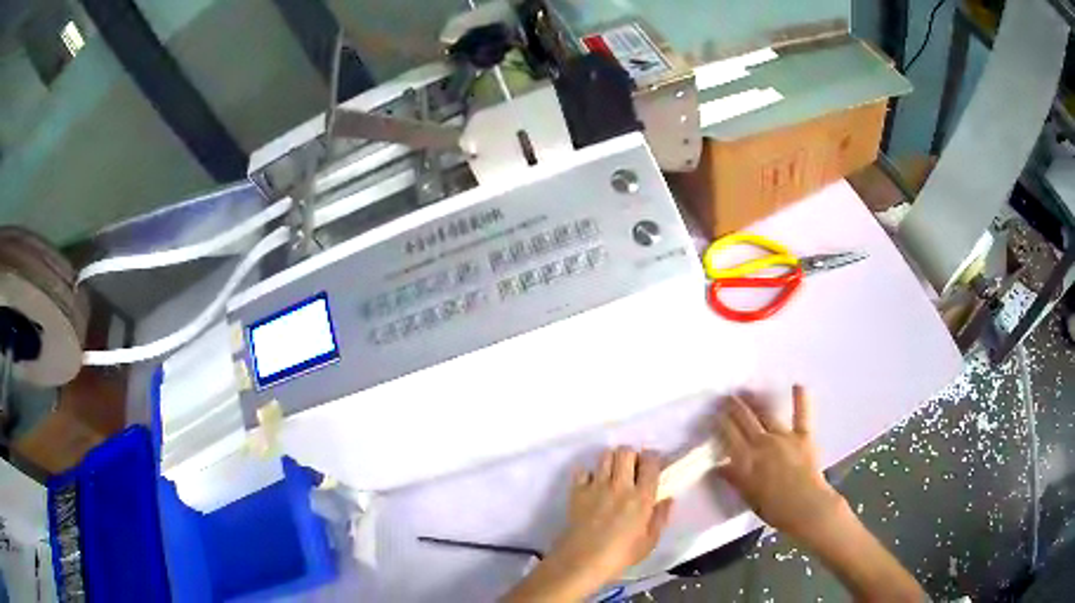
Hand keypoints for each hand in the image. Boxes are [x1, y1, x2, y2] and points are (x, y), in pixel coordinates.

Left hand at [554, 447, 673, 581]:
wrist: (582, 560)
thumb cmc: (620, 555)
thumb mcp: (649, 542)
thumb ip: (660, 517)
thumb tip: (668, 498)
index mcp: (641, 497)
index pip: (651, 463)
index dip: (653, 459)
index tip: (653, 465)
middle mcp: (620, 485)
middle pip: (626, 452)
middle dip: (631, 455)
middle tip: (632, 468)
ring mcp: (596, 486)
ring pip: (605, 455)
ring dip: (611, 460)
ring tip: (613, 473)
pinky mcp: (577, 491)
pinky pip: (582, 470)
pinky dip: (587, 473)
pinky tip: (592, 484)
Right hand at [715, 385, 846, 543]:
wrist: (806, 507)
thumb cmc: (774, 508)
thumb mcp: (748, 496)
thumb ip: (734, 478)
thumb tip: (719, 467)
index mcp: (746, 460)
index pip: (729, 435)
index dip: (720, 422)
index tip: (714, 413)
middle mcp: (763, 443)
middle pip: (745, 420)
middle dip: (734, 407)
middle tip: (726, 397)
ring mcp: (784, 437)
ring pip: (766, 414)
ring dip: (755, 402)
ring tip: (747, 391)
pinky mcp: (803, 436)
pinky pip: (802, 415)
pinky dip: (800, 399)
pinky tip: (797, 385)